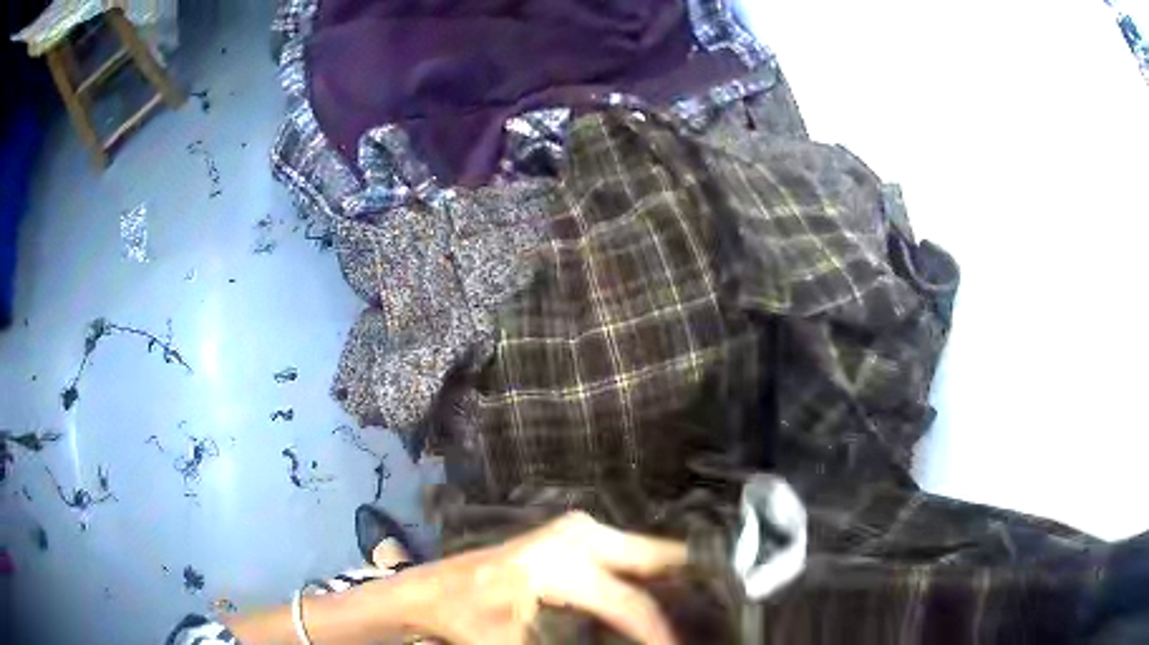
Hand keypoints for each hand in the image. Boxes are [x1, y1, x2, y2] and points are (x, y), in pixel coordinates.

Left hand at [399, 511, 687, 644]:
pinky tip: (662, 595)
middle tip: (712, 614)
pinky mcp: (574, 532)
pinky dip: (650, 574)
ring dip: (671, 581)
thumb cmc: (468, 619)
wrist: (434, 592)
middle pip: (657, 559)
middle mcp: (576, 535)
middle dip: (688, 588)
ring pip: (648, 552)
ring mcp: (576, 528)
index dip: (660, 632)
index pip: (630, 603)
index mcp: (558, 563)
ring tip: (696, 608)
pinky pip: (630, 551)